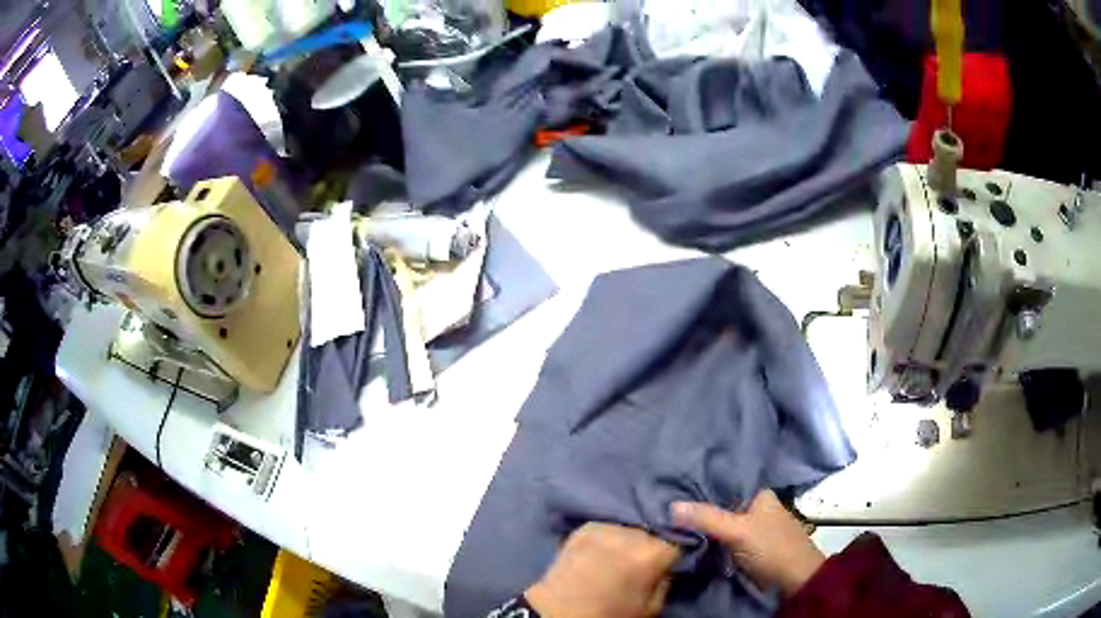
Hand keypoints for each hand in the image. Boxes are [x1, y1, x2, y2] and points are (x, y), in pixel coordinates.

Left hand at [525, 523, 679, 617]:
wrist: (559, 611)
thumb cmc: (609, 613)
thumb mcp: (651, 608)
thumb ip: (667, 583)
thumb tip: (670, 568)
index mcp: (653, 553)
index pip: (679, 541)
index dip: (674, 553)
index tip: (669, 562)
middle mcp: (633, 533)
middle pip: (654, 532)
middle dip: (651, 544)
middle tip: (642, 562)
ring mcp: (607, 526)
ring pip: (630, 528)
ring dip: (630, 539)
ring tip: (621, 555)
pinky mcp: (585, 527)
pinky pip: (608, 527)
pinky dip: (609, 537)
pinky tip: (604, 550)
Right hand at [671, 490, 824, 597]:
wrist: (793, 580)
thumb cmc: (772, 547)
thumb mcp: (739, 530)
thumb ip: (707, 518)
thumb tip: (671, 505)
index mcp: (759, 494)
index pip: (725, 483)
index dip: (700, 486)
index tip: (671, 486)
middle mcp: (754, 508)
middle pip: (719, 505)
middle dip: (696, 509)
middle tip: (663, 506)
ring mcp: (749, 529)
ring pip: (718, 524)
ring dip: (699, 526)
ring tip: (666, 520)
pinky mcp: (744, 548)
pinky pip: (720, 540)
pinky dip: (706, 540)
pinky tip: (684, 538)